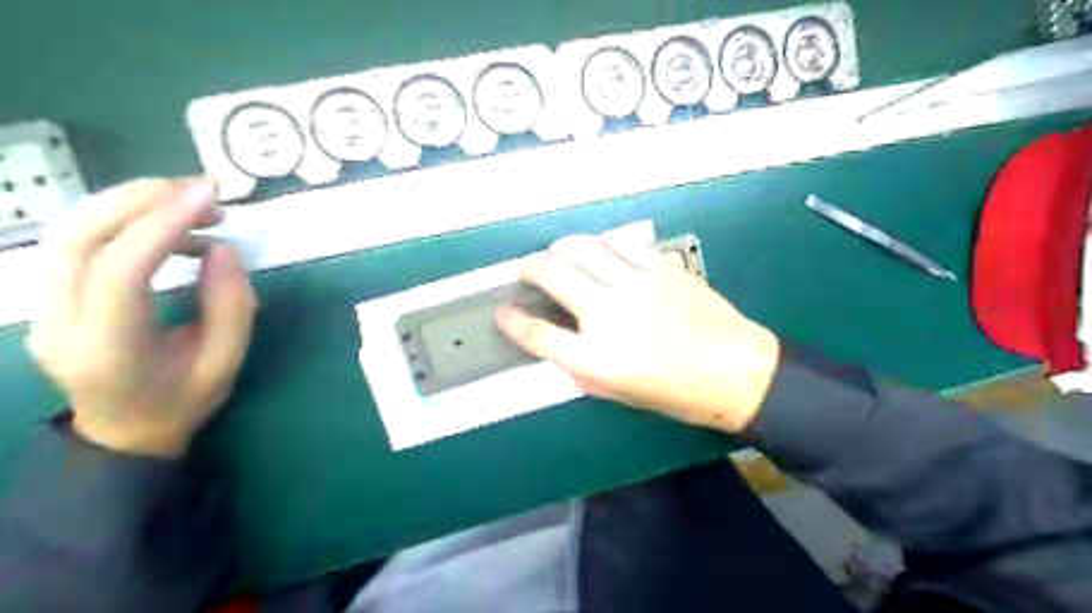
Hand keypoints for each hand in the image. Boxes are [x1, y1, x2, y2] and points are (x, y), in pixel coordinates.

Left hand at [26, 178, 256, 454]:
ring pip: (70, 231)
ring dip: (132, 204)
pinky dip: (125, 221)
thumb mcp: (225, 364)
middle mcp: (59, 322)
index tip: (209, 196)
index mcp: (108, 348)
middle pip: (80, 238)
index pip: (122, 271)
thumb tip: (224, 249)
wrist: (122, 434)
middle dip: (142, 200)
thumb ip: (232, 307)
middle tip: (202, 189)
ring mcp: (44, 307)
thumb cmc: (180, 404)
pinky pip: (79, 242)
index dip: (164, 225)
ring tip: (192, 203)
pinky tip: (171, 230)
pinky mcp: (50, 295)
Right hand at [499, 232, 779, 431]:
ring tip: (556, 256)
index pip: (536, 332)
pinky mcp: (658, 267)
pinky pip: (618, 243)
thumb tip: (558, 343)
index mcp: (595, 357)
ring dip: (559, 249)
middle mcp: (608, 314)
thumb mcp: (618, 394)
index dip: (512, 320)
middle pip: (551, 274)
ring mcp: (634, 285)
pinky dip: (599, 244)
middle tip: (527, 272)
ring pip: (581, 248)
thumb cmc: (675, 392)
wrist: (733, 370)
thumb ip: (580, 368)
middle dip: (528, 269)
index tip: (503, 312)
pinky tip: (597, 251)